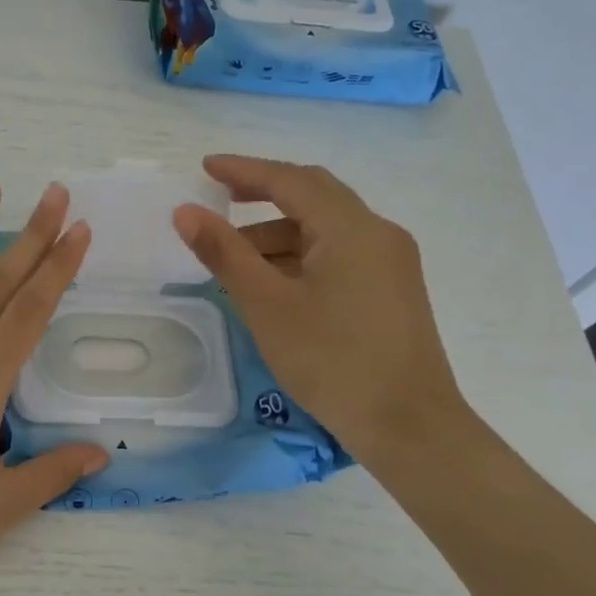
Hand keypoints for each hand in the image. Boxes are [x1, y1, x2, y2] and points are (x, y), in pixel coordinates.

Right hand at [171, 155, 470, 468]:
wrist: (410, 428)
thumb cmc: (333, 361)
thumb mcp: (267, 305)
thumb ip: (224, 253)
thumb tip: (185, 212)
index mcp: (350, 228)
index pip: (290, 180)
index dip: (244, 170)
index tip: (205, 167)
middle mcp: (377, 232)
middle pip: (314, 193)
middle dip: (265, 191)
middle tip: (221, 197)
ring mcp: (391, 261)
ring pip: (327, 227)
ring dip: (280, 230)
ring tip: (235, 256)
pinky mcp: (393, 289)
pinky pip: (340, 251)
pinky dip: (302, 253)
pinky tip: (274, 281)